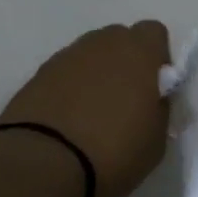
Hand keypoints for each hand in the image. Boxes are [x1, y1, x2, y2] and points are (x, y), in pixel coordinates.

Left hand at [0, 21, 171, 196]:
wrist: (42, 163)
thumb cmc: (113, 151)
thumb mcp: (157, 140)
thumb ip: (160, 109)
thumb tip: (153, 99)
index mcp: (138, 52)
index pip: (154, 33)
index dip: (157, 58)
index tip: (155, 87)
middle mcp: (102, 44)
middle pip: (119, 40)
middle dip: (125, 63)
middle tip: (125, 101)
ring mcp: (66, 57)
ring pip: (90, 56)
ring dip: (96, 75)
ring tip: (92, 114)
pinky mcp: (38, 74)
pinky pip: (65, 73)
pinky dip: (70, 89)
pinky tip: (68, 120)